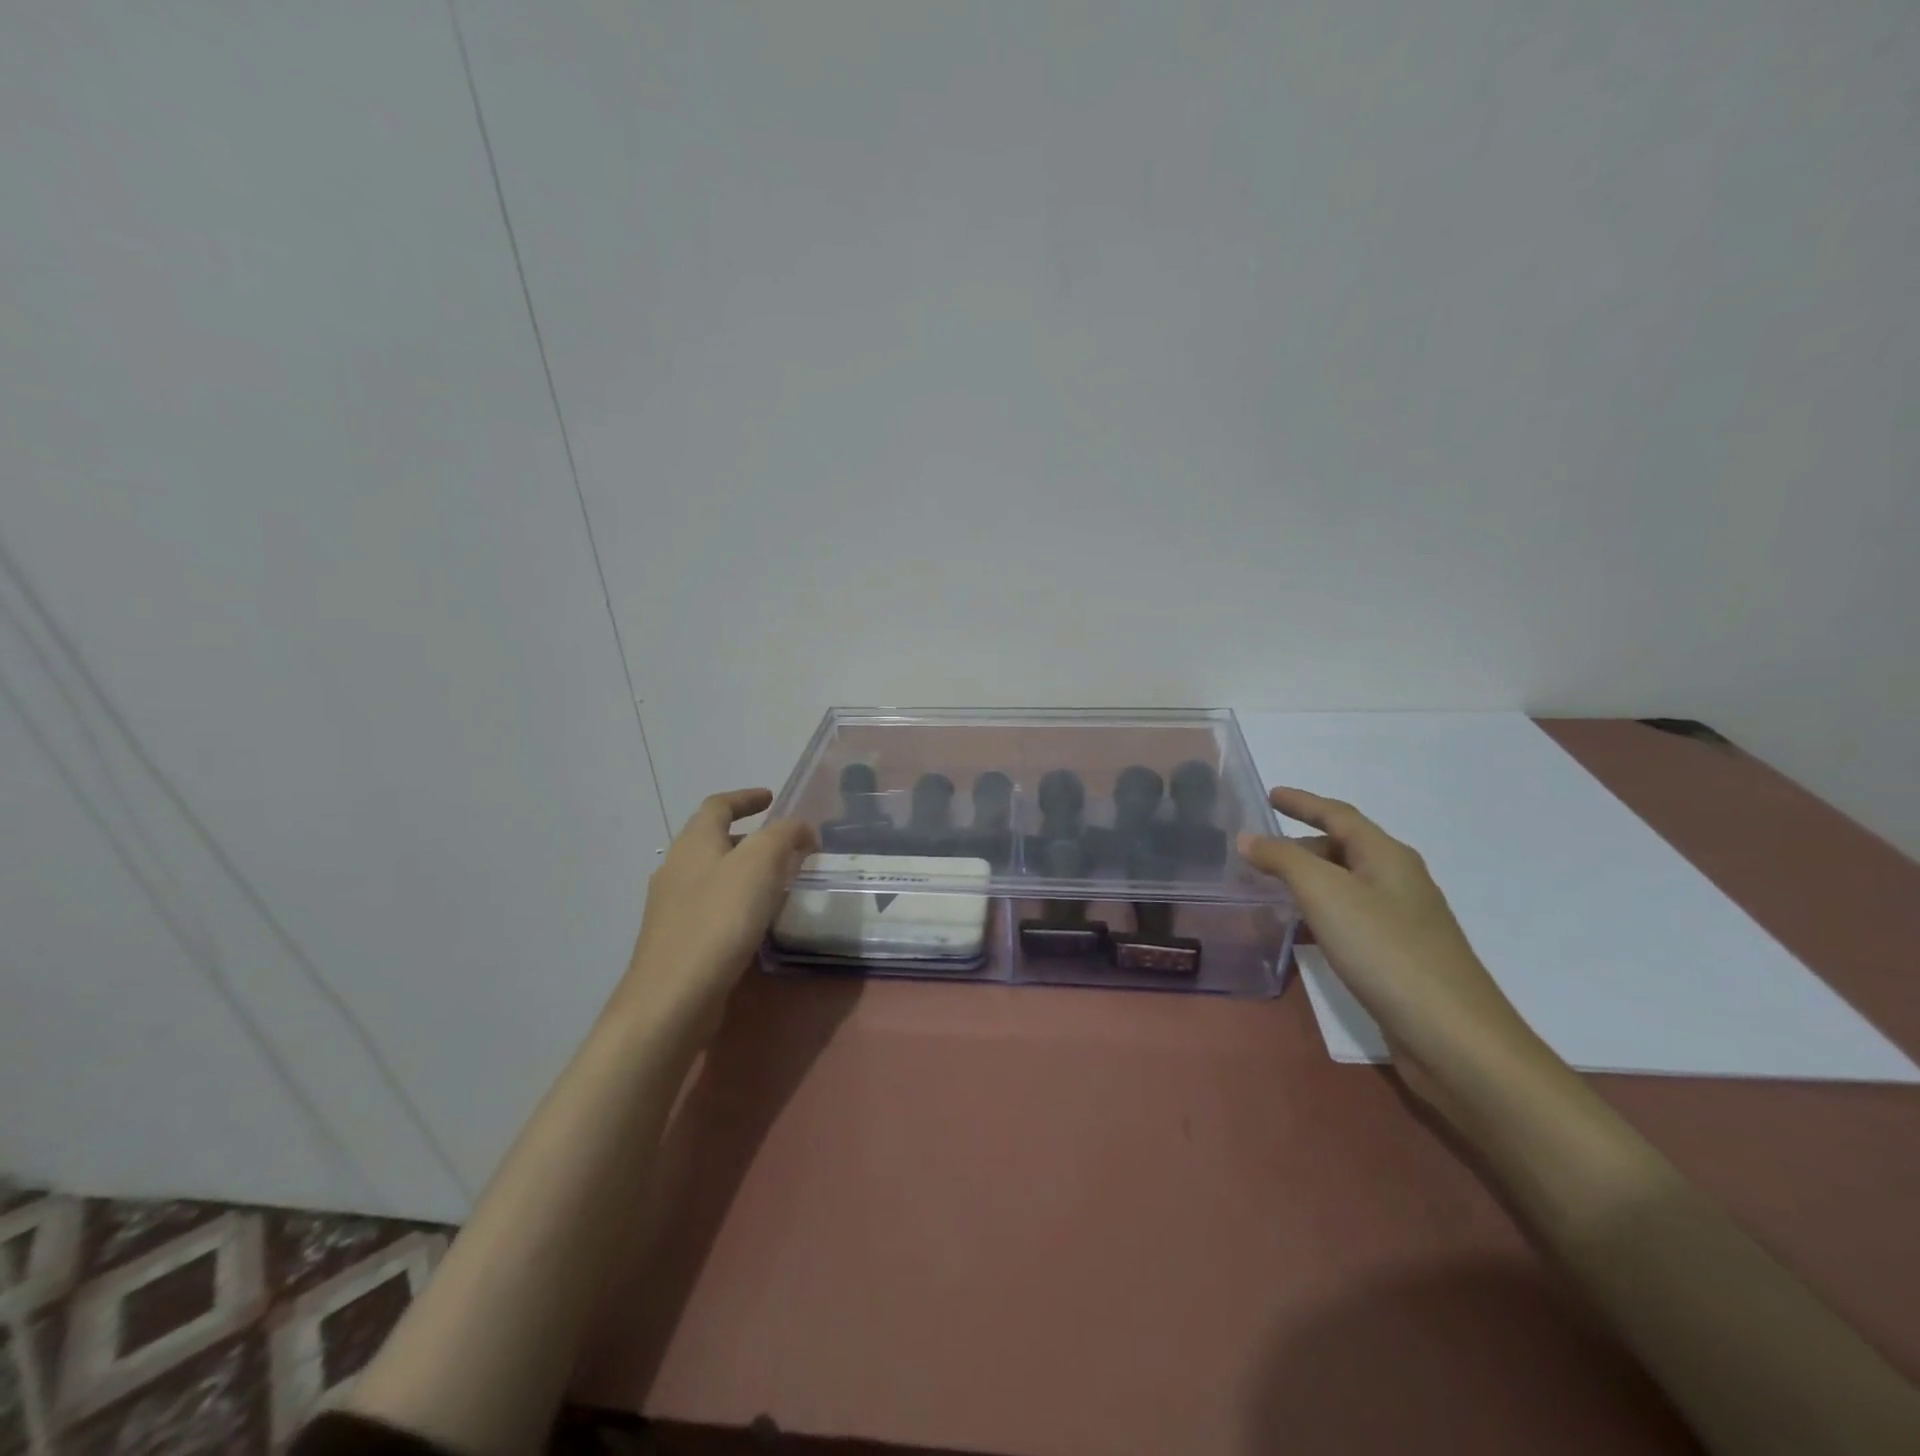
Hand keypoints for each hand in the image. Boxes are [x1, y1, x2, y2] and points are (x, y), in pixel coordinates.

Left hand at [615, 789, 816, 1034]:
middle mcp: (677, 868)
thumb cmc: (719, 919)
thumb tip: (801, 830)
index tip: (771, 798)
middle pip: (713, 840)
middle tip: (784, 845)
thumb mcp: (761, 863)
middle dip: (749, 837)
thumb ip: (785, 836)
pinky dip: (736, 901)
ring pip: (713, 875)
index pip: (718, 805)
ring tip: (778, 882)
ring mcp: (671, 907)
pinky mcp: (676, 940)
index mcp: (694, 842)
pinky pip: (711, 907)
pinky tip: (756, 922)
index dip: (745, 798)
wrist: (673, 996)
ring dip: (744, 871)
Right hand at [1239, 787, 1556, 1115]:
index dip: (1303, 802)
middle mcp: (1399, 881)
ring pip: (1347, 885)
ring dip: (1310, 879)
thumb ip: (1283, 861)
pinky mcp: (1400, 957)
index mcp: (1388, 857)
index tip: (1271, 794)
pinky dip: (1321, 912)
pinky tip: (1302, 930)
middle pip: (1345, 848)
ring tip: (1271, 886)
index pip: (1339, 815)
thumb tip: (1249, 838)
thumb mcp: (1325, 894)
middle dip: (1302, 844)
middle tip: (1259, 851)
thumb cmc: (1386, 951)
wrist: (1454, 1038)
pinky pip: (1351, 917)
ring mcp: (1404, 921)